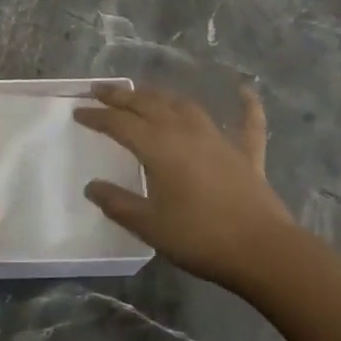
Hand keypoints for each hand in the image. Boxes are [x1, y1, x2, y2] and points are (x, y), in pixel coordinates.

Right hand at [76, 85, 294, 289]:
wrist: (262, 250)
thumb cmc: (199, 237)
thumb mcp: (150, 226)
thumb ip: (119, 204)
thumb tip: (92, 186)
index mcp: (158, 146)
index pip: (119, 124)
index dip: (97, 116)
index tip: (78, 111)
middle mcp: (185, 131)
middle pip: (148, 104)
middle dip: (122, 96)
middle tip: (101, 90)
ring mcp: (218, 139)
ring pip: (184, 105)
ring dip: (161, 95)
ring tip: (144, 92)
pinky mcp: (246, 154)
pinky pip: (247, 123)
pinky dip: (246, 105)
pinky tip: (244, 90)